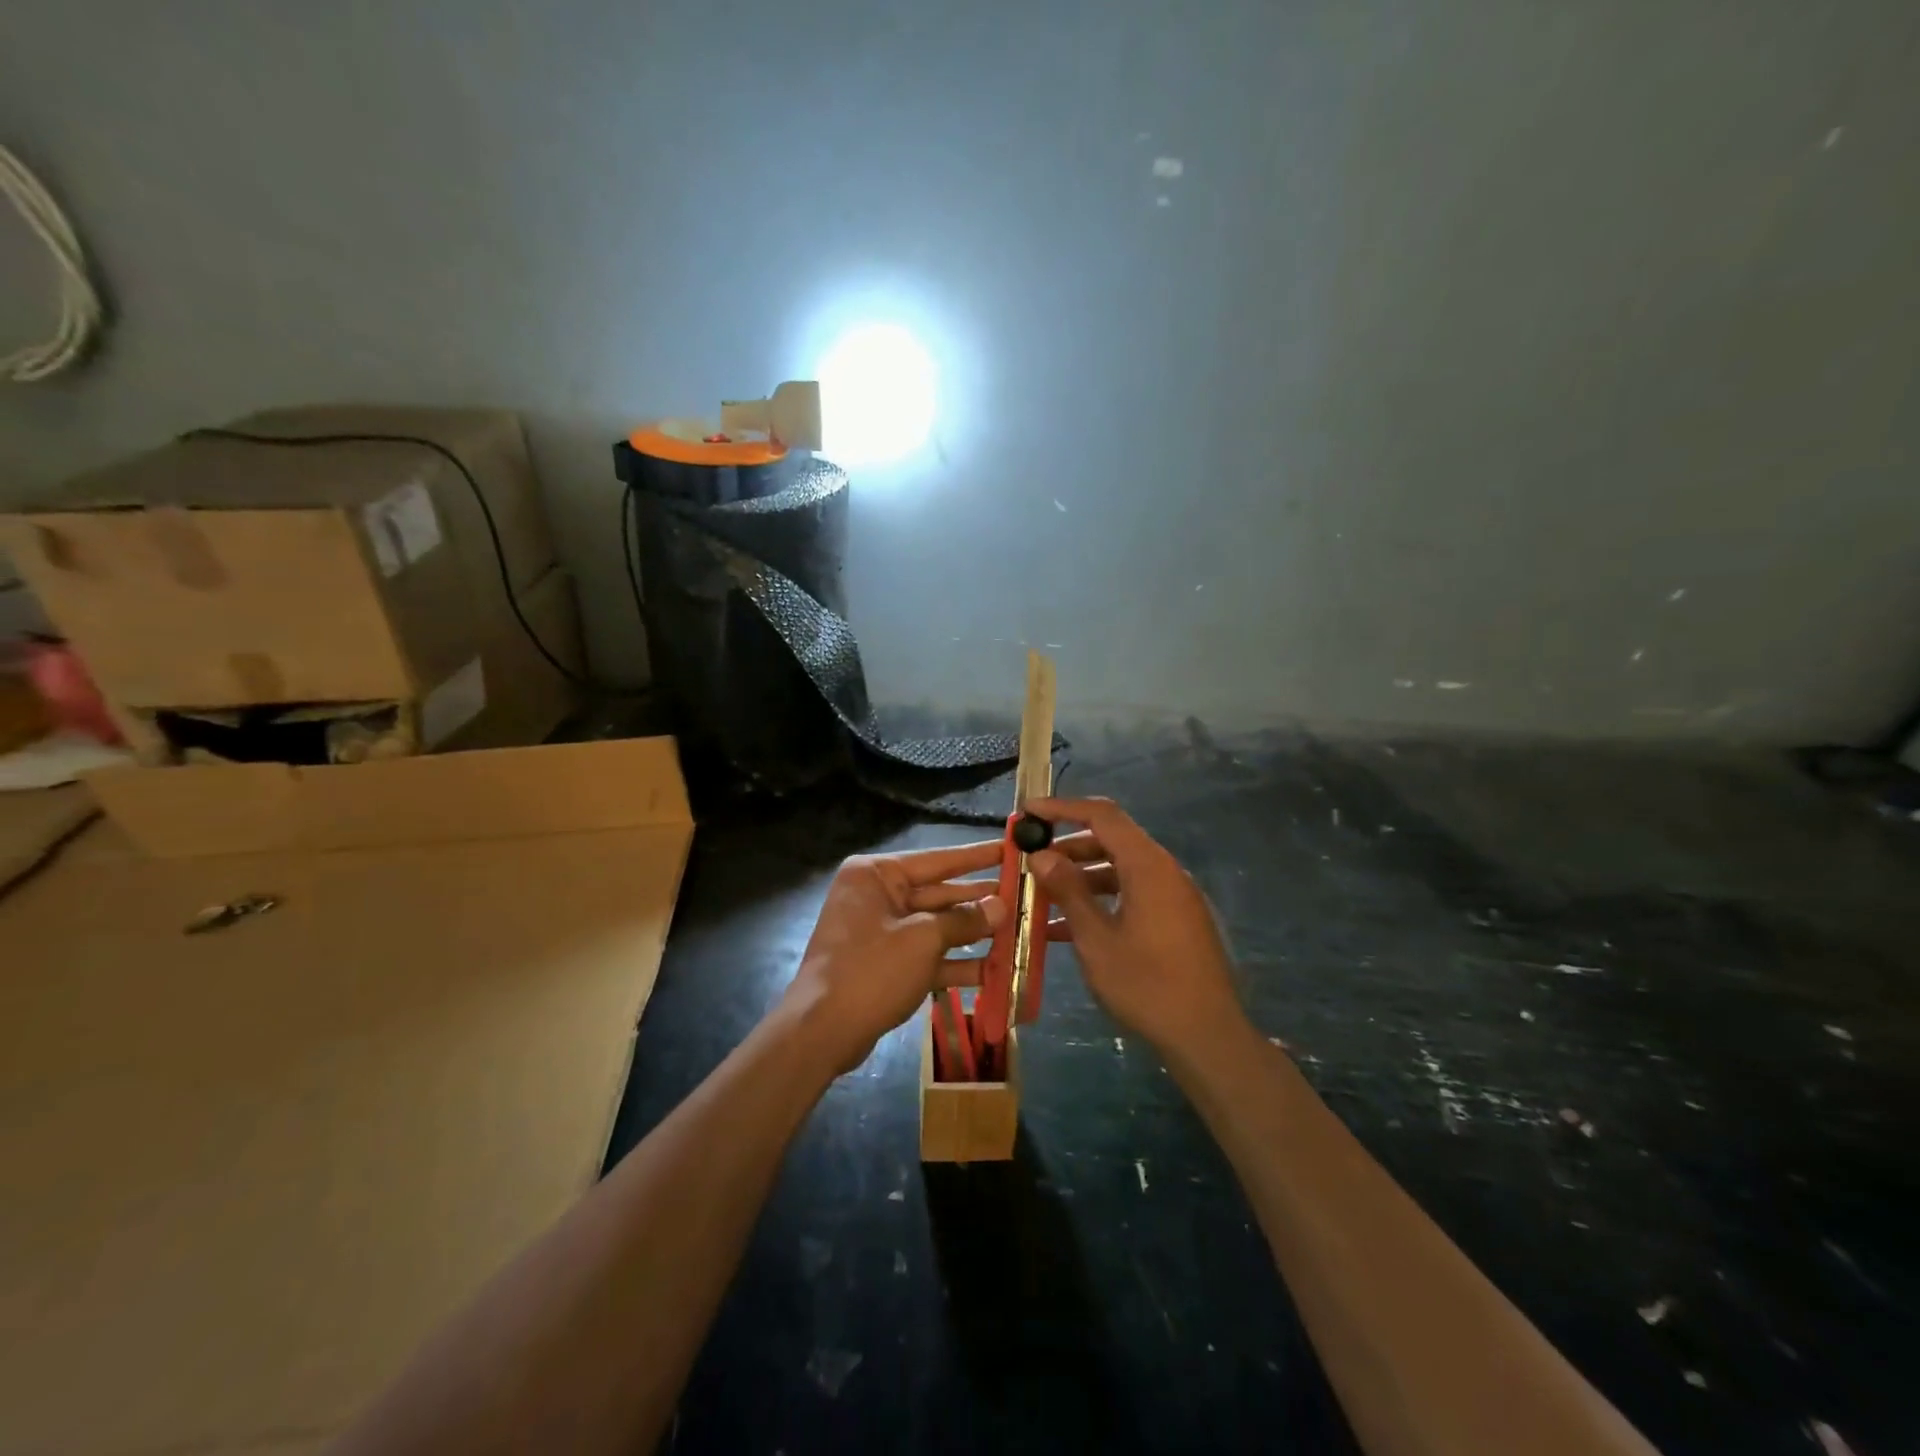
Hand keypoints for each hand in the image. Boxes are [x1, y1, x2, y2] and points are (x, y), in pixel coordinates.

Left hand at [781, 840, 1007, 1074]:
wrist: (821, 1031)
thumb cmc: (871, 970)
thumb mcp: (923, 940)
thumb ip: (964, 920)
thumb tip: (1000, 905)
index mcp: (877, 875)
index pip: (937, 859)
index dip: (977, 857)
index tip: (1010, 848)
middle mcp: (877, 896)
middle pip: (939, 894)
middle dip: (980, 901)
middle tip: (1023, 896)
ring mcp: (881, 932)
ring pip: (937, 927)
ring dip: (974, 934)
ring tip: (1018, 932)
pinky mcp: (886, 965)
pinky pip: (927, 955)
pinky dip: (956, 963)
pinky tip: (995, 971)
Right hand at [1025, 796, 1246, 1062]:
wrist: (1207, 1036)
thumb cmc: (1147, 984)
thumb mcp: (1097, 939)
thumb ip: (1068, 891)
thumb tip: (1041, 854)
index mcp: (1148, 866)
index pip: (1102, 815)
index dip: (1063, 808)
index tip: (1028, 812)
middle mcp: (1164, 871)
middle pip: (1110, 840)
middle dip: (1067, 847)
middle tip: (1030, 860)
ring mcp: (1172, 896)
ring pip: (1118, 870)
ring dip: (1080, 878)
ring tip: (1040, 897)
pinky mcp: (1175, 920)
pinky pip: (1131, 895)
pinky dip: (1100, 901)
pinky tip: (1066, 928)